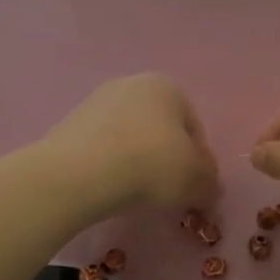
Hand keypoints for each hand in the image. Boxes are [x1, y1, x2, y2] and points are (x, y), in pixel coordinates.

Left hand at [41, 74, 218, 218]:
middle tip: (168, 192)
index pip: (195, 128)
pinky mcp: (69, 125)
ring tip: (137, 194)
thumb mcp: (196, 180)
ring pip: (131, 139)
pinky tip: (110, 189)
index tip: (195, 188)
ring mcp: (96, 102)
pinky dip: (111, 167)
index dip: (200, 162)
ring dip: (138, 163)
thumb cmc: (151, 165)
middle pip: (161, 130)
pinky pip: (102, 149)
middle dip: (167, 159)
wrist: (79, 174)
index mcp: (168, 86)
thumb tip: (209, 189)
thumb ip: (210, 183)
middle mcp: (132, 84)